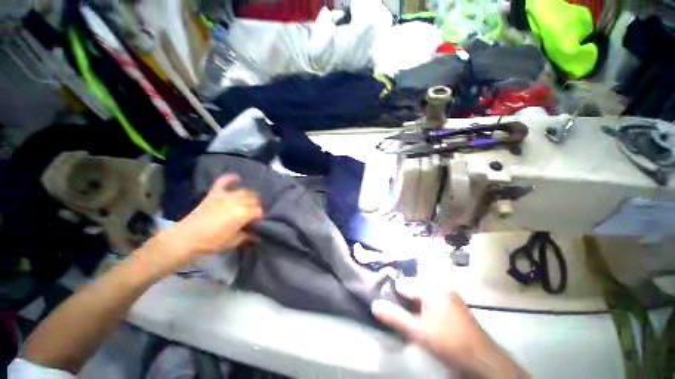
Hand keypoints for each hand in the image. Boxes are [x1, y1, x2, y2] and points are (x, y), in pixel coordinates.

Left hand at [138, 174, 262, 275]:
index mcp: (242, 214)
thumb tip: (257, 234)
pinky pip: (223, 182)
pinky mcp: (213, 194)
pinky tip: (237, 178)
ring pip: (244, 191)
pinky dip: (230, 178)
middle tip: (254, 213)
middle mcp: (235, 202)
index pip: (258, 211)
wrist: (185, 239)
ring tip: (249, 201)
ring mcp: (224, 196)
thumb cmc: (211, 243)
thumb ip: (247, 235)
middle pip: (253, 200)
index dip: (260, 216)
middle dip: (256, 206)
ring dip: (249, 196)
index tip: (259, 221)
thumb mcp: (233, 242)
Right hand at [372, 280, 527, 378]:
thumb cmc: (449, 342)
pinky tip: (426, 319)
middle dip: (405, 300)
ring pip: (423, 293)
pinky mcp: (454, 302)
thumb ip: (395, 317)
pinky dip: (425, 306)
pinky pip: (433, 298)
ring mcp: (449, 293)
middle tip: (401, 315)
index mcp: (430, 287)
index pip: (403, 285)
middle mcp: (440, 285)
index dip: (394, 295)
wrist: (483, 359)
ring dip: (415, 304)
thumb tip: (375, 305)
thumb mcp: (419, 332)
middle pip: (413, 288)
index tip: (388, 306)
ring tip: (412, 319)